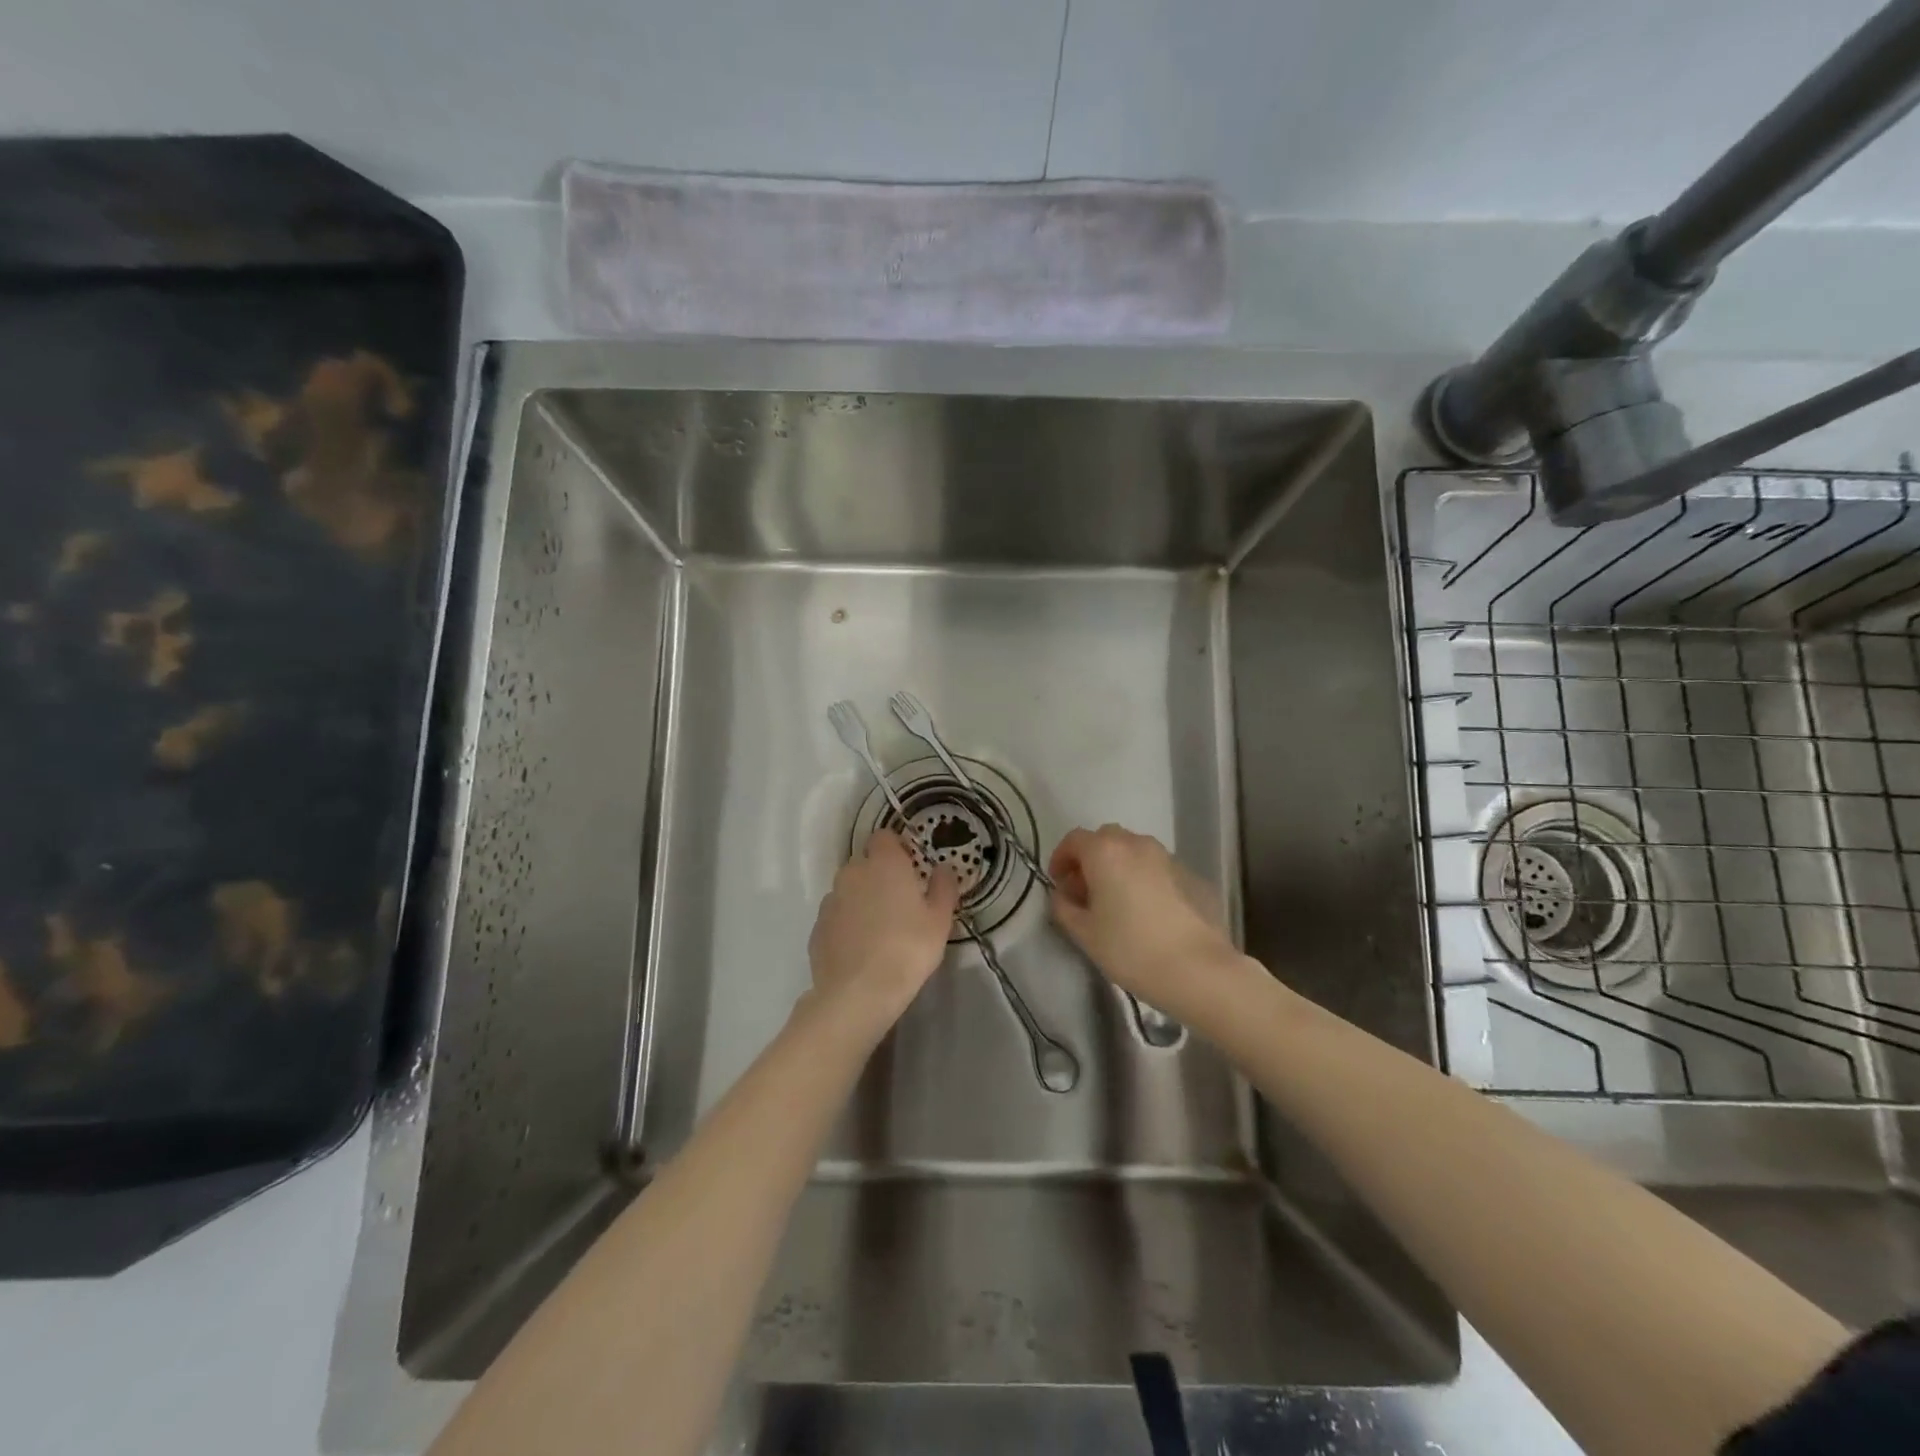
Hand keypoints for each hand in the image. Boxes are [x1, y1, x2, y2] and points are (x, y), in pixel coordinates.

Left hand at [808, 829, 959, 1029]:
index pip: (885, 837)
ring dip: (863, 899)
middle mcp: (852, 873)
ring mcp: (830, 900)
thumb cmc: (908, 948)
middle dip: (880, 875)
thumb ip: (943, 887)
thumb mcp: (939, 920)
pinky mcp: (817, 927)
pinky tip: (862, 948)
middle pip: (866, 862)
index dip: (898, 849)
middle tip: (901, 903)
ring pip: (849, 889)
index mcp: (884, 863)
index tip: (912, 869)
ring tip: (880, 930)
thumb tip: (944, 868)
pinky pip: (837, 915)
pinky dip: (848, 923)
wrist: (859, 993)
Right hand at [1049, 824, 1244, 1020]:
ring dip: (1117, 867)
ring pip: (1132, 851)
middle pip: (1105, 840)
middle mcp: (1136, 844)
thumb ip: (1064, 908)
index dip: (1061, 858)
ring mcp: (1166, 857)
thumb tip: (1063, 895)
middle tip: (1084, 892)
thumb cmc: (1131, 948)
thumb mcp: (1084, 933)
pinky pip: (1154, 867)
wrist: (1197, 968)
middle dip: (1089, 860)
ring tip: (1115, 901)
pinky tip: (1144, 910)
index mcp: (1105, 852)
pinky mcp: (1189, 874)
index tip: (1058, 883)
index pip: (1074, 840)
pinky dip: (1142, 878)